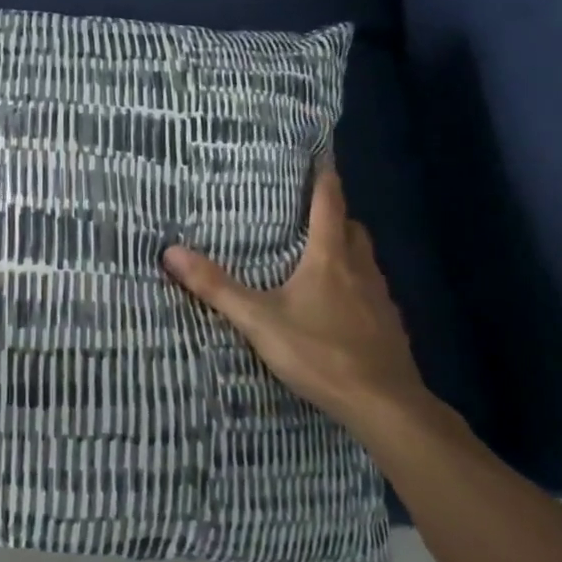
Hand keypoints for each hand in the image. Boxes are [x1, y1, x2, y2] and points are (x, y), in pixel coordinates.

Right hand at [162, 164, 435, 434]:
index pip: (329, 204)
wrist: (385, 406)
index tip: (322, 156)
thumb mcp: (259, 320)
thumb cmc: (321, 353)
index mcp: (329, 258)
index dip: (325, 178)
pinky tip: (339, 307)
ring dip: (347, 250)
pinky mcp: (390, 328)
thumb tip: (171, 251)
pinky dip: (356, 285)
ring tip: (320, 256)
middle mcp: (360, 270)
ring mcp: (381, 300)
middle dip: (335, 215)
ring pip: (365, 260)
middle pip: (352, 229)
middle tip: (311, 211)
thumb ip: (217, 287)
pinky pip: (372, 292)